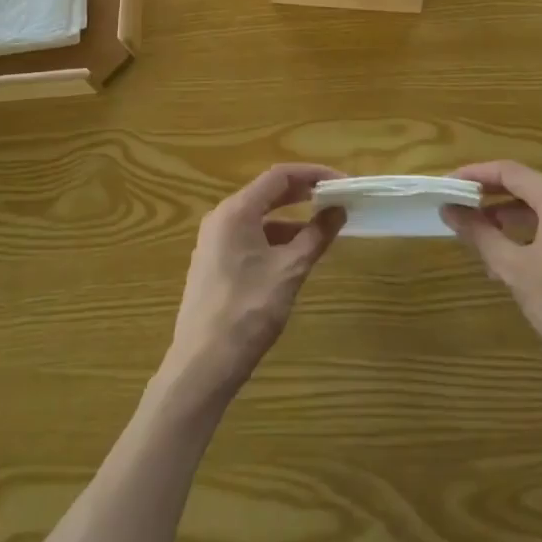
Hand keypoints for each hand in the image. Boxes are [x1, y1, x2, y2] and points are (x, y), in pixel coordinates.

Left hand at [164, 164, 345, 400]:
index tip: (340, 182)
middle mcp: (221, 217)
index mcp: (236, 211)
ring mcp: (214, 241)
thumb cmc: (247, 312)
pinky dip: (273, 239)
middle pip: (267, 193)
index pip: (279, 176)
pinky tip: (292, 258)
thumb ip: (315, 236)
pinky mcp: (213, 264)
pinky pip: (248, 238)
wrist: (201, 367)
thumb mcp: (289, 271)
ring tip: (320, 231)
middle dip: (302, 195)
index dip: (312, 174)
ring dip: (289, 220)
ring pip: (258, 218)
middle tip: (334, 199)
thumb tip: (338, 210)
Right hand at [443, 161, 541, 402]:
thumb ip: (480, 234)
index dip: (476, 174)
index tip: (450, 183)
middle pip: (527, 185)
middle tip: (462, 209)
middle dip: (492, 197)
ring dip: (511, 216)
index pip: (510, 172)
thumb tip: (450, 210)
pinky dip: (533, 231)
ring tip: (484, 239)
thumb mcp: (516, 271)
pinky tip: (516, 258)